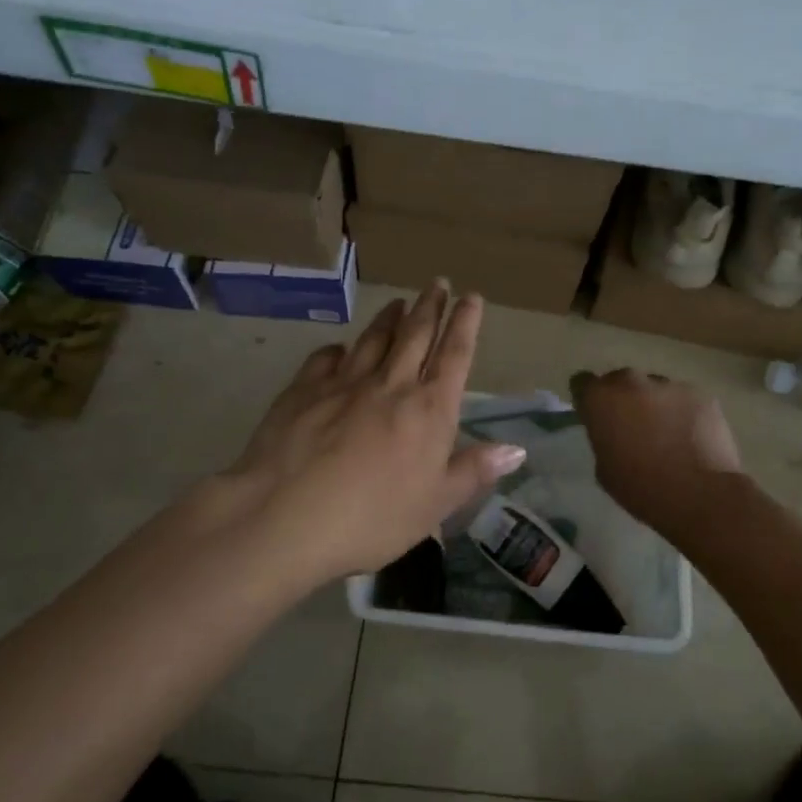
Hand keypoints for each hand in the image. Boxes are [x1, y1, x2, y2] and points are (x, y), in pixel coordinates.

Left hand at [223, 284, 524, 578]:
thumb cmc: (372, 518)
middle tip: (438, 283)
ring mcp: (344, 383)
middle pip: (415, 335)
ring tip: (398, 302)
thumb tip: (516, 448)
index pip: (454, 355)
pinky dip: (339, 349)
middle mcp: (391, 385)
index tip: (471, 297)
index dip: (465, 323)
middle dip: (430, 307)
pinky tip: (340, 348)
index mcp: (429, 410)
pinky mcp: (303, 390)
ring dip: (389, 318)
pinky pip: (326, 358)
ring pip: (373, 339)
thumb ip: (474, 471)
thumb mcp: (435, 505)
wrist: (284, 516)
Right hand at [571, 369, 744, 532]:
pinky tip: (692, 439)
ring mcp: (669, 385)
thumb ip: (604, 439)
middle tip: (633, 427)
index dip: (589, 399)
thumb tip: (614, 433)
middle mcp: (631, 382)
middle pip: (621, 381)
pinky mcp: (700, 394)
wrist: (700, 494)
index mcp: (600, 399)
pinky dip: (684, 413)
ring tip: (669, 435)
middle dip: (623, 399)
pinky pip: (684, 399)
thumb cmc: (642, 488)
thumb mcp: (604, 469)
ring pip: (655, 389)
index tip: (596, 416)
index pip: (582, 382)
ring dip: (655, 405)